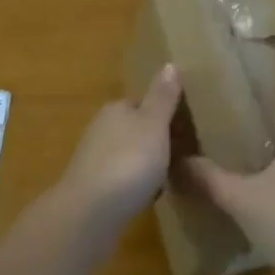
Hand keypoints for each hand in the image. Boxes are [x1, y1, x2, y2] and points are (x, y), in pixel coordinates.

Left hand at [59, 65, 181, 223]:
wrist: (90, 212)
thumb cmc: (129, 161)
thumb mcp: (154, 124)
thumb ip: (162, 97)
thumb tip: (170, 63)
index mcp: (116, 109)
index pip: (141, 103)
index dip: (162, 114)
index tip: (183, 128)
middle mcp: (100, 129)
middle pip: (133, 129)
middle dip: (153, 140)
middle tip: (181, 155)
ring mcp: (93, 159)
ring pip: (126, 154)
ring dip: (143, 164)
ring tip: (169, 177)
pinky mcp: (92, 187)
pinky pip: (120, 179)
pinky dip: (133, 184)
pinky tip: (147, 197)